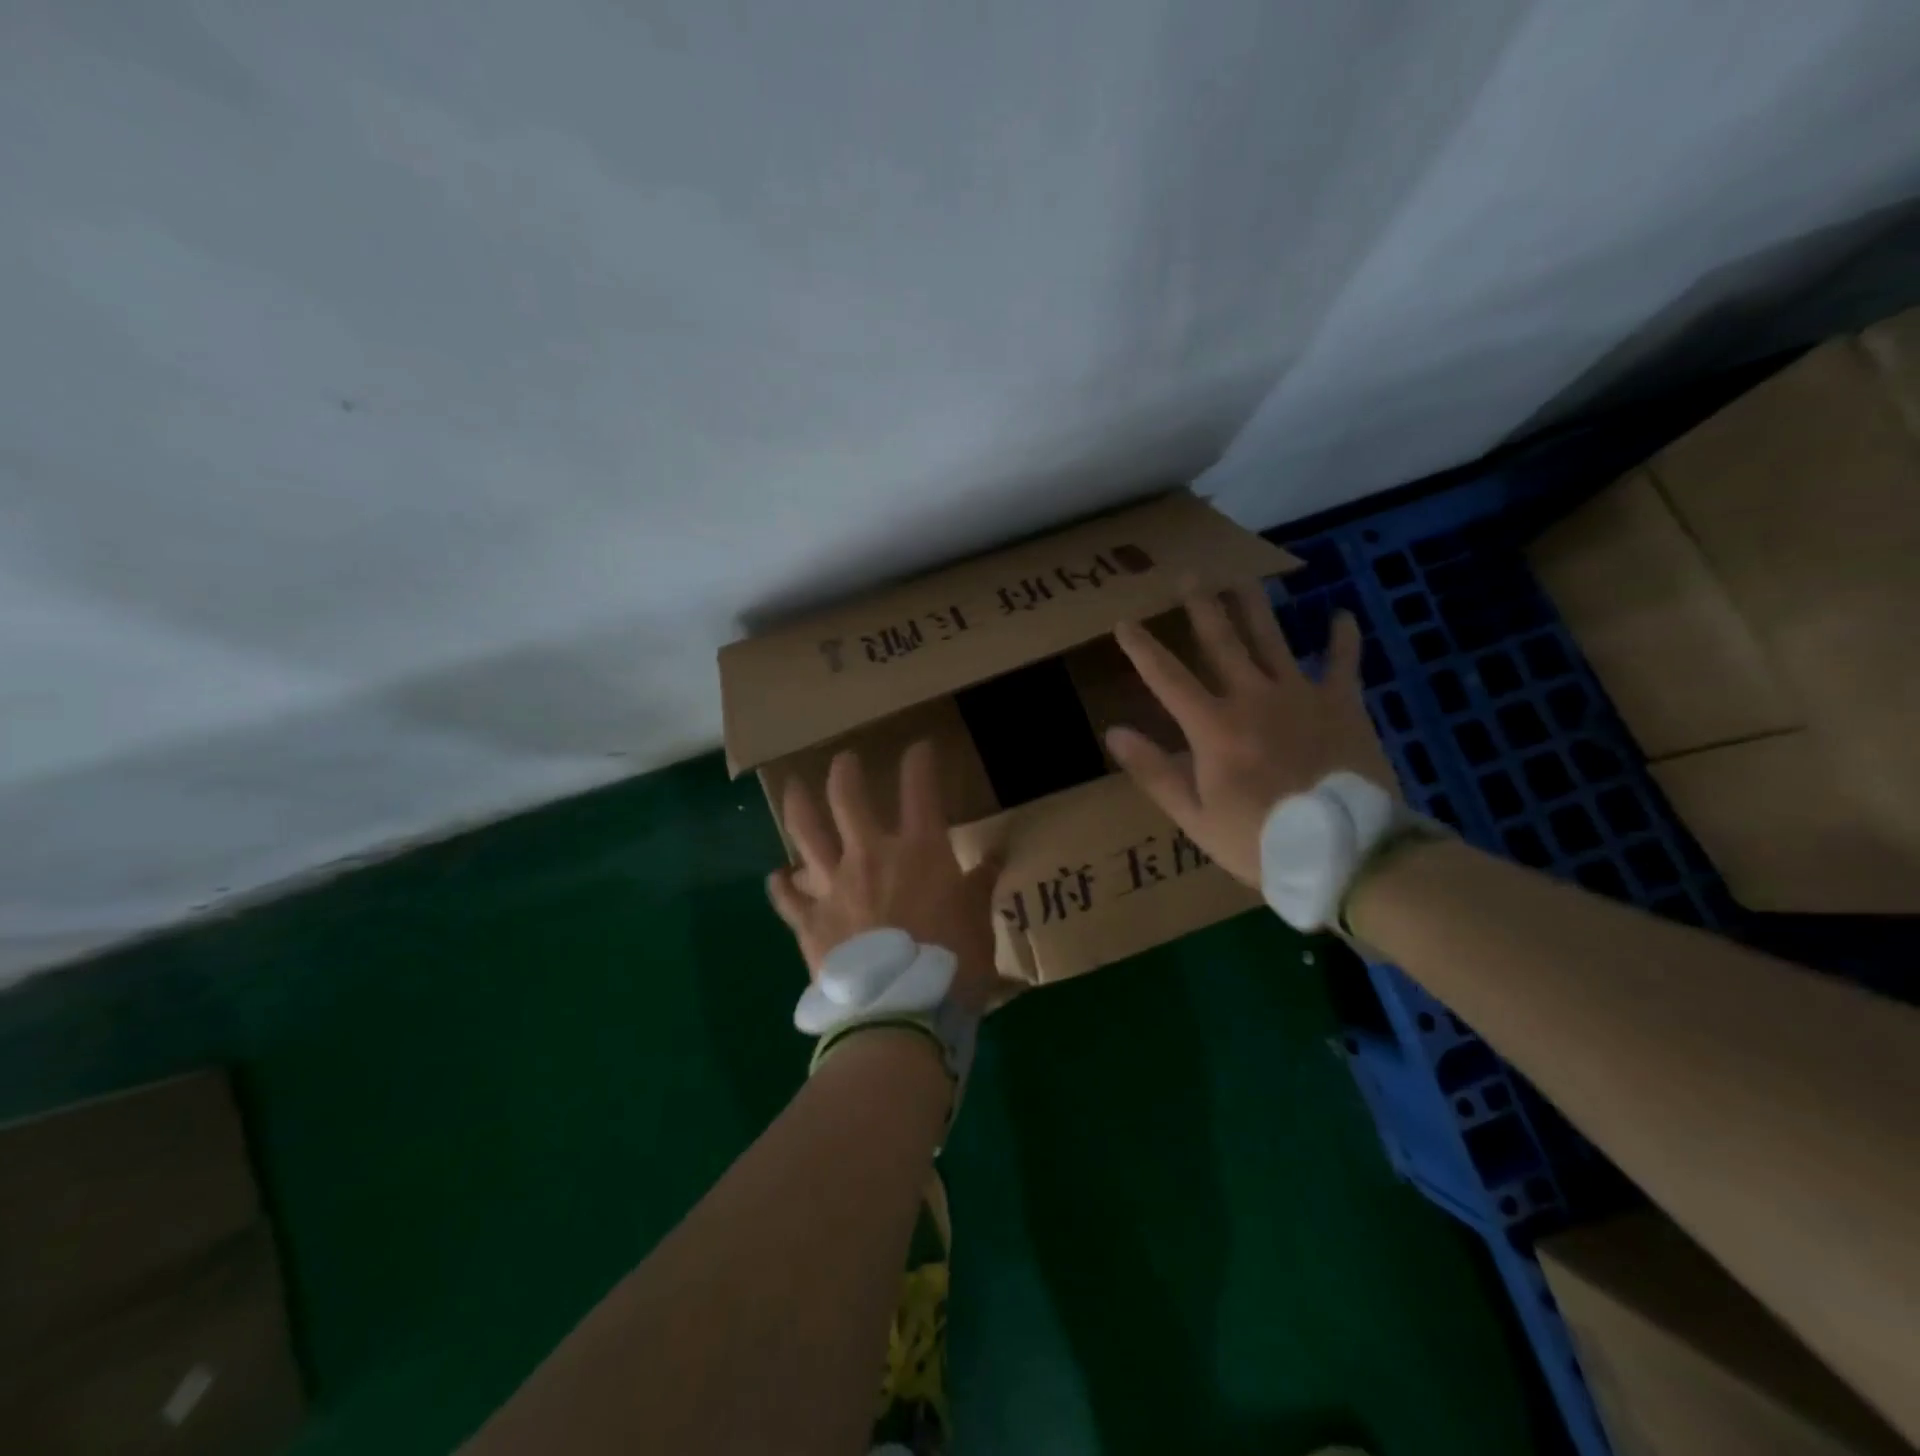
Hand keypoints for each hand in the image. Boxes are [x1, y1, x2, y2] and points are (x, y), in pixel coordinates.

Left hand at [767, 742, 1010, 1016]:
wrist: (900, 1015)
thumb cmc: (951, 965)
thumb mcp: (978, 922)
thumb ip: (980, 885)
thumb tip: (996, 856)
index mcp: (919, 851)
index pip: (920, 788)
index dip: (920, 761)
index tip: (920, 748)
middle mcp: (870, 855)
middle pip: (847, 796)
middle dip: (846, 771)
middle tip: (845, 761)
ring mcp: (833, 885)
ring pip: (805, 832)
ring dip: (799, 805)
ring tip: (794, 788)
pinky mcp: (809, 921)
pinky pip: (786, 896)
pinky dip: (782, 884)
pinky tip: (779, 877)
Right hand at [1105, 583, 1398, 888]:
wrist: (1345, 851)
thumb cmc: (1260, 840)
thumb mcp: (1195, 817)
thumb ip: (1153, 772)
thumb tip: (1113, 732)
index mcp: (1213, 726)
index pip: (1167, 677)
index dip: (1142, 648)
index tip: (1123, 622)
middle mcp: (1253, 697)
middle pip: (1222, 642)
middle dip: (1201, 607)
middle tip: (1188, 576)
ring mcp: (1301, 696)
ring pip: (1272, 639)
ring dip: (1254, 606)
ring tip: (1242, 578)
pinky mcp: (1343, 704)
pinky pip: (1343, 663)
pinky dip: (1342, 639)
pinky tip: (1342, 615)